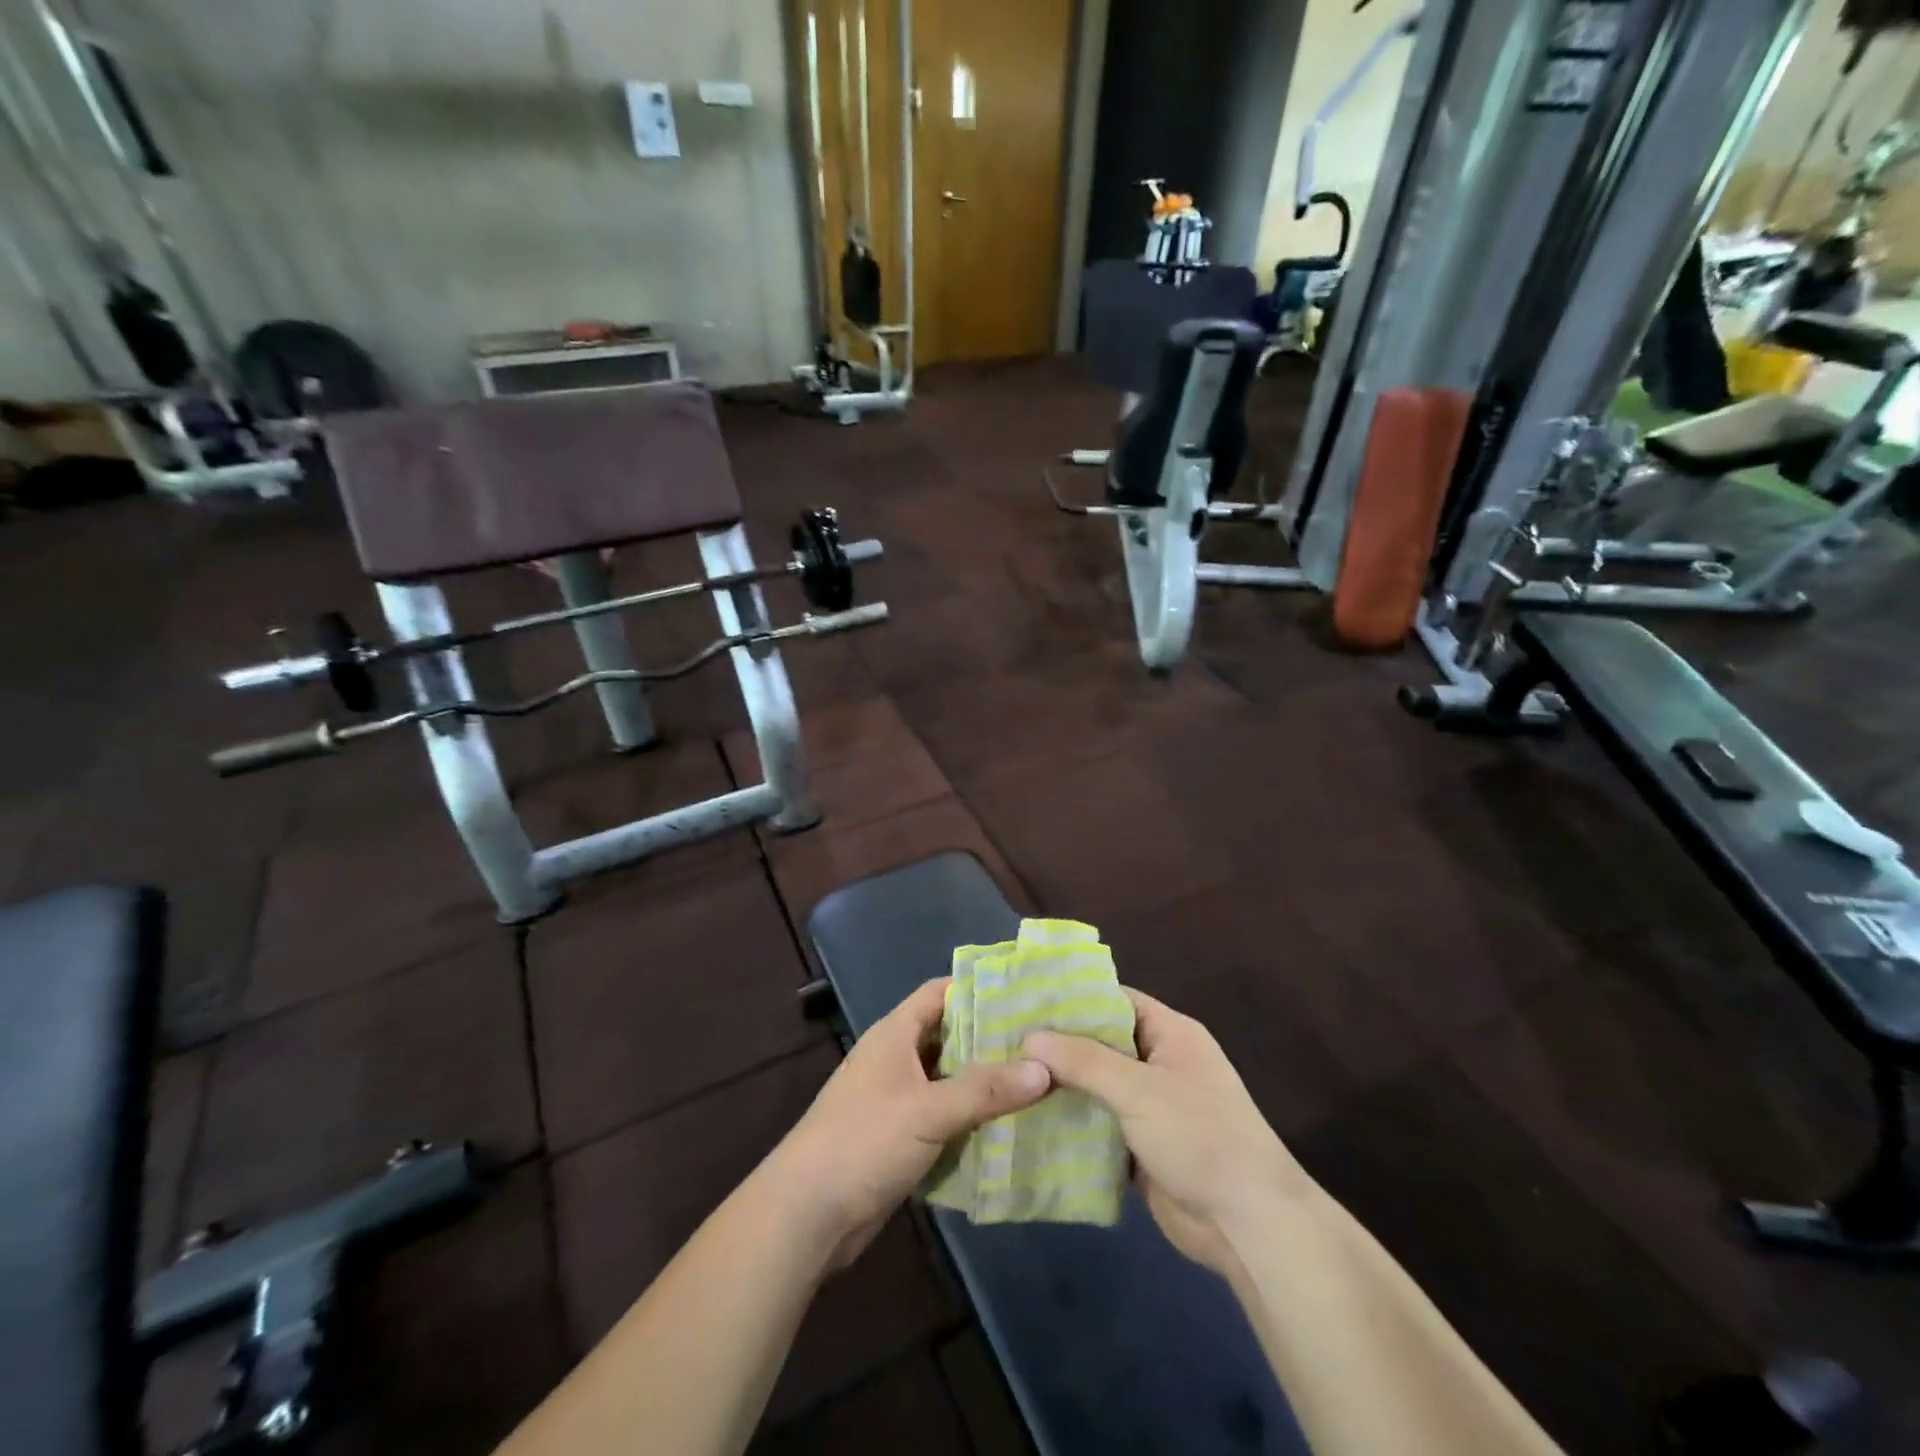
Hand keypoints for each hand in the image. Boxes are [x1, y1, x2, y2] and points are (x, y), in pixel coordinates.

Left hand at [767, 977, 1049, 1269]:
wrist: (807, 1214)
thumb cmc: (864, 1141)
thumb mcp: (929, 1110)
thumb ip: (986, 1089)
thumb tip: (1045, 1068)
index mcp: (894, 1034)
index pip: (940, 993)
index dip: (978, 987)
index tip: (1025, 992)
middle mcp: (896, 1059)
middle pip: (949, 1036)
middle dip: (991, 1038)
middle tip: (1043, 1040)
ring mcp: (896, 1099)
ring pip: (948, 1079)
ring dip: (984, 1082)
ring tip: (1038, 1079)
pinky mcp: (900, 1137)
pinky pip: (943, 1116)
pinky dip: (971, 1118)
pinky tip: (1009, 1125)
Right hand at [1025, 989, 1303, 1277]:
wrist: (1248, 1224)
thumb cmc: (1199, 1136)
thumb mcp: (1138, 1089)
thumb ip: (1083, 1061)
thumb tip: (1030, 1038)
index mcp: (1171, 1034)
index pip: (1115, 1000)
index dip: (1073, 998)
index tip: (1026, 999)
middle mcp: (1160, 1063)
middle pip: (1102, 1043)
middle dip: (1059, 1045)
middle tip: (1005, 1040)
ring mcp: (1151, 1107)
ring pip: (1097, 1085)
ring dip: (1061, 1086)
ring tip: (1007, 1076)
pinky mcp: (1141, 1146)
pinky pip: (1100, 1124)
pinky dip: (1072, 1122)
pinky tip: (1030, 1119)